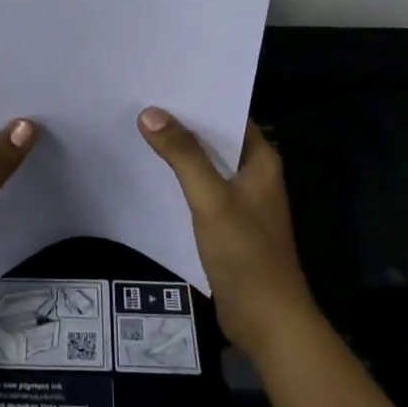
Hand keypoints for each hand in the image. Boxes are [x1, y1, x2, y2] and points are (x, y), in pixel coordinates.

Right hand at [138, 108, 318, 359]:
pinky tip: (152, 173)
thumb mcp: (212, 198)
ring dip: (180, 152)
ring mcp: (242, 201)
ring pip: (206, 165)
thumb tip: (150, 113)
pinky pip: (201, 190)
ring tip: (140, 130)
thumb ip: (183, 155)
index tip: (162, 84)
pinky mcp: (228, 225)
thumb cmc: (246, 253)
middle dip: (182, 123)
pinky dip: (180, 179)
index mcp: (261, 160)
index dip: (198, 99)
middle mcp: (254, 174)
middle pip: (215, 138)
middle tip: (142, 102)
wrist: (267, 322)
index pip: (228, 114)